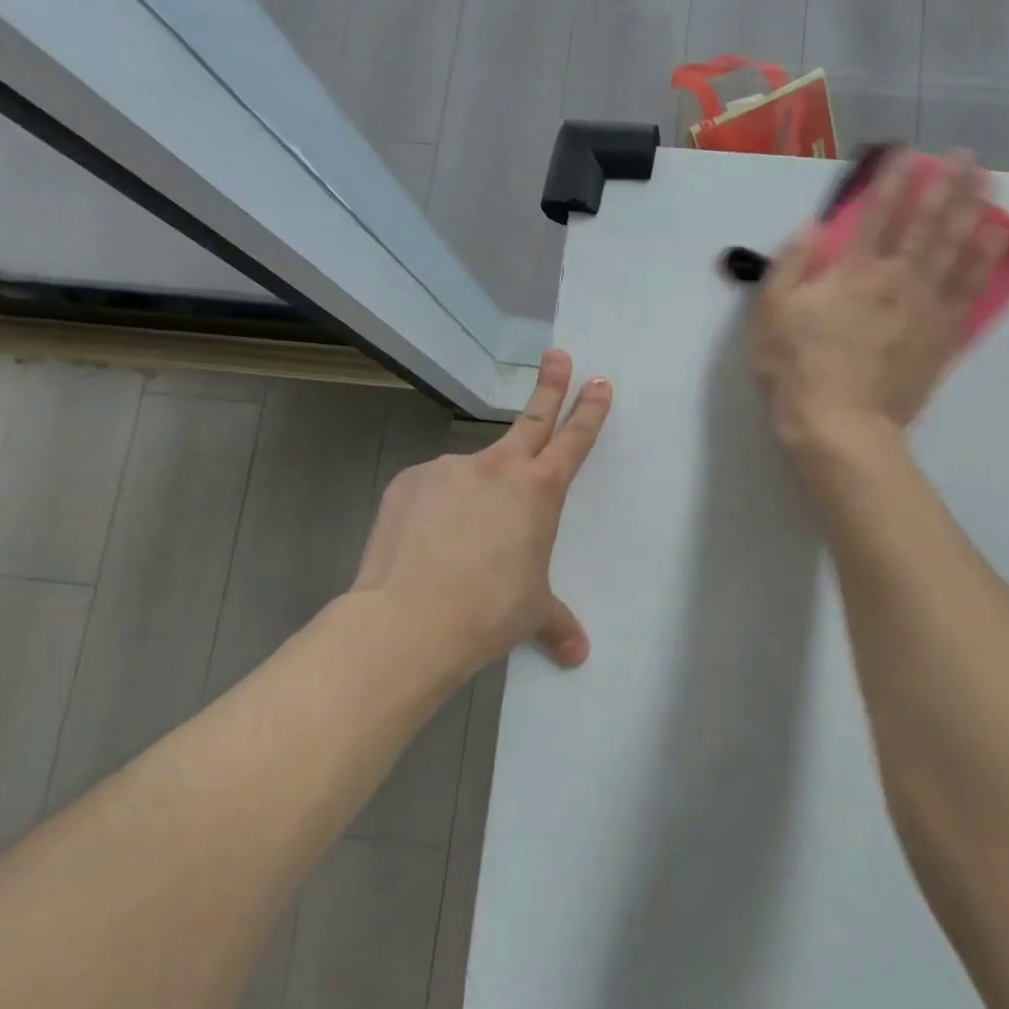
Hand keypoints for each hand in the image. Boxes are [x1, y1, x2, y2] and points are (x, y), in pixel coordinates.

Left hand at [350, 350, 610, 680]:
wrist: (410, 620)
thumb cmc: (490, 612)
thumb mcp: (531, 613)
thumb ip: (557, 623)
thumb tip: (578, 654)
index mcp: (540, 491)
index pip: (574, 440)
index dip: (589, 410)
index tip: (599, 381)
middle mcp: (498, 468)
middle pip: (533, 418)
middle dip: (551, 385)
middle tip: (558, 354)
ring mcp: (450, 469)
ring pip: (474, 470)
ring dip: (477, 490)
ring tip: (462, 539)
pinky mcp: (410, 482)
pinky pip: (433, 489)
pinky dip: (437, 507)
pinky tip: (428, 542)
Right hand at [748, 150, 1007, 452]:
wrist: (840, 426)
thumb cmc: (797, 370)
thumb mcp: (771, 314)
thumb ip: (791, 264)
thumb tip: (812, 226)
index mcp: (852, 272)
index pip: (877, 214)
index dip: (893, 179)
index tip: (909, 152)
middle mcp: (895, 279)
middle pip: (926, 223)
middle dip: (946, 185)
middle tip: (965, 155)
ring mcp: (924, 307)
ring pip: (956, 249)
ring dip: (974, 211)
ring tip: (990, 183)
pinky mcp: (942, 337)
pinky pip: (970, 291)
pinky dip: (986, 261)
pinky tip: (998, 240)